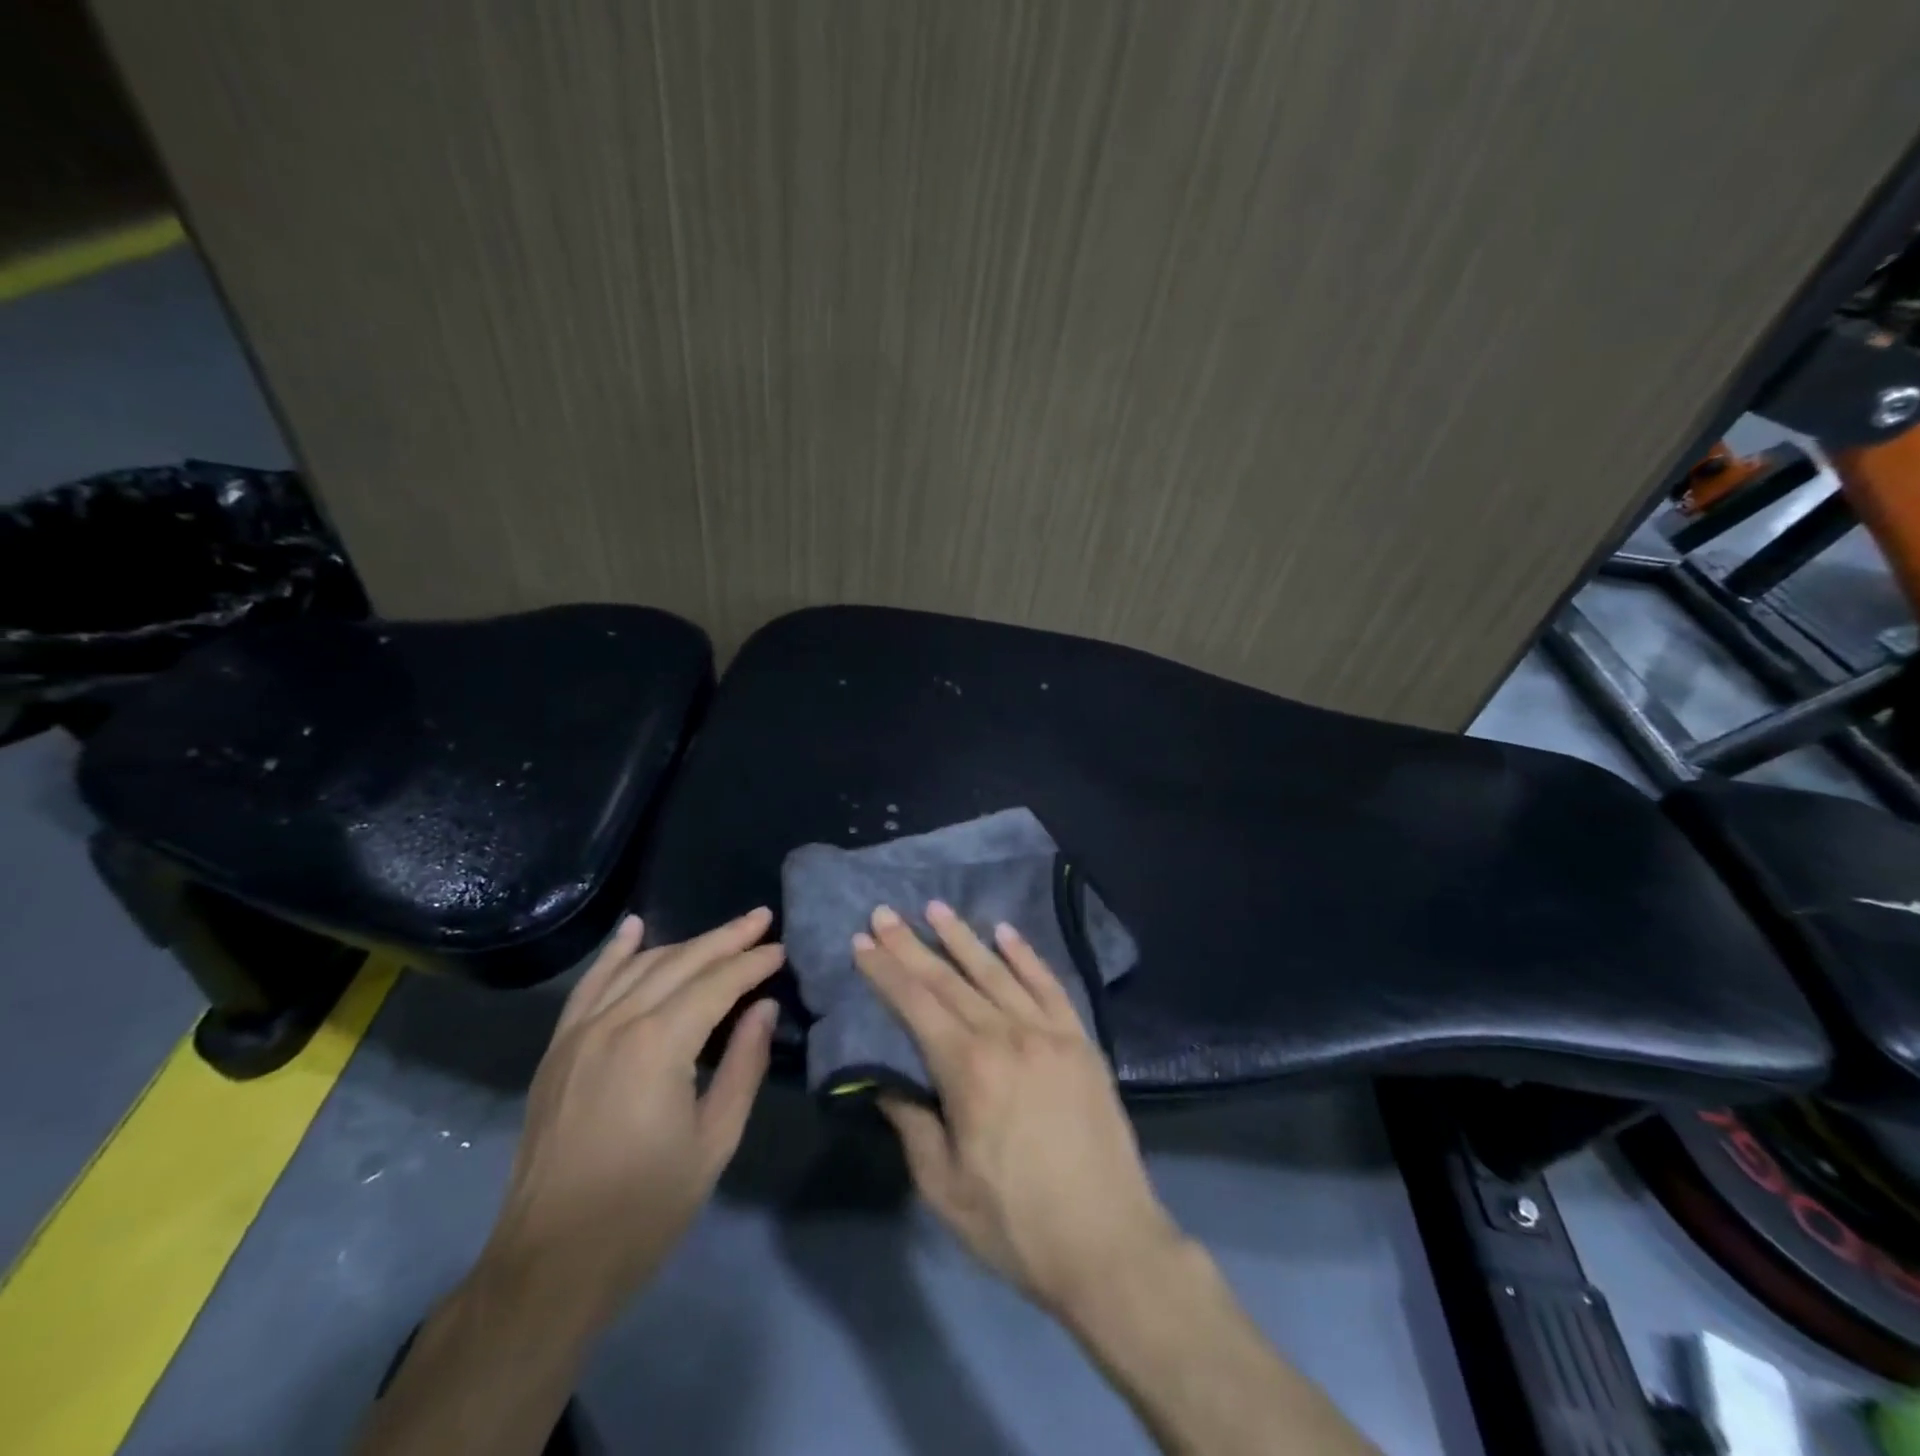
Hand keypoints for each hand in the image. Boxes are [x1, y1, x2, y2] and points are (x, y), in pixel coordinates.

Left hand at [481, 909, 784, 1323]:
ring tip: (723, 932)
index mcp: (658, 1045)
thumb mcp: (714, 1140)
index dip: (752, 963)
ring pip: (639, 966)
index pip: (717, 984)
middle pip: (680, 963)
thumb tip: (764, 1008)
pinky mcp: (558, 1050)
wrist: (548, 1266)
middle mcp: (616, 1023)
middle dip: (726, 939)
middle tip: (762, 919)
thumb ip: (744, 1065)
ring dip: (684, 943)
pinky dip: (615, 953)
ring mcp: (579, 1033)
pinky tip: (635, 927)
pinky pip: (590, 985)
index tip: (782, 948)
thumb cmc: (644, 1210)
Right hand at [852, 902, 1184, 1319]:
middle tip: (885, 912)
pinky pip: (1049, 986)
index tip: (863, 940)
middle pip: (950, 979)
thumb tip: (883, 1078)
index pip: (916, 1004)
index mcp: (969, 1069)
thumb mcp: (943, 1185)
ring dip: (964, 938)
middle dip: (912, 945)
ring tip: (936, 908)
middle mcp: (1008, 1035)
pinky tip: (1006, 933)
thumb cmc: (1015, 1224)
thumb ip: (911, 1121)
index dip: (886, 970)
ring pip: (998, 972)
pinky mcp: (1081, 1041)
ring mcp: (1050, 1033)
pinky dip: (1026, 956)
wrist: (1109, 1244)